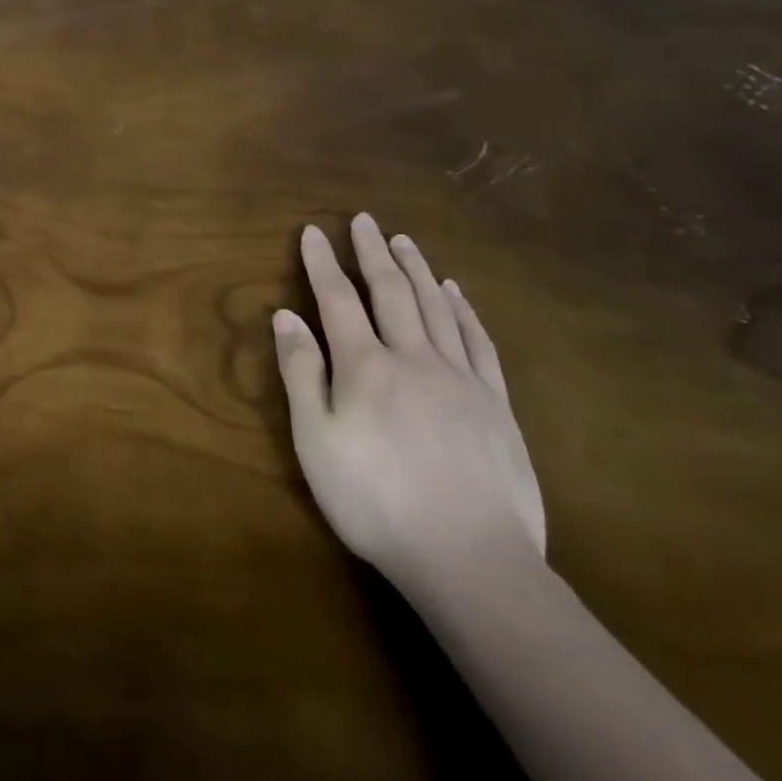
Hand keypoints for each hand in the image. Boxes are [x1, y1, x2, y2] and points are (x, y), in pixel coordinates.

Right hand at [273, 214, 544, 589]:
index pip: (337, 299)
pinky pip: (477, 341)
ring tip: (404, 240)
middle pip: (390, 292)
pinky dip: (463, 310)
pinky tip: (455, 293)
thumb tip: (286, 315)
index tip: (311, 231)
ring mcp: (461, 378)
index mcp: (365, 366)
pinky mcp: (496, 404)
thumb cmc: (375, 500)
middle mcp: (413, 357)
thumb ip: (301, 372)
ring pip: (435, 307)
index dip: (322, 262)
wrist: (471, 560)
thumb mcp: (316, 440)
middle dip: (373, 253)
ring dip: (417, 269)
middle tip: (364, 220)